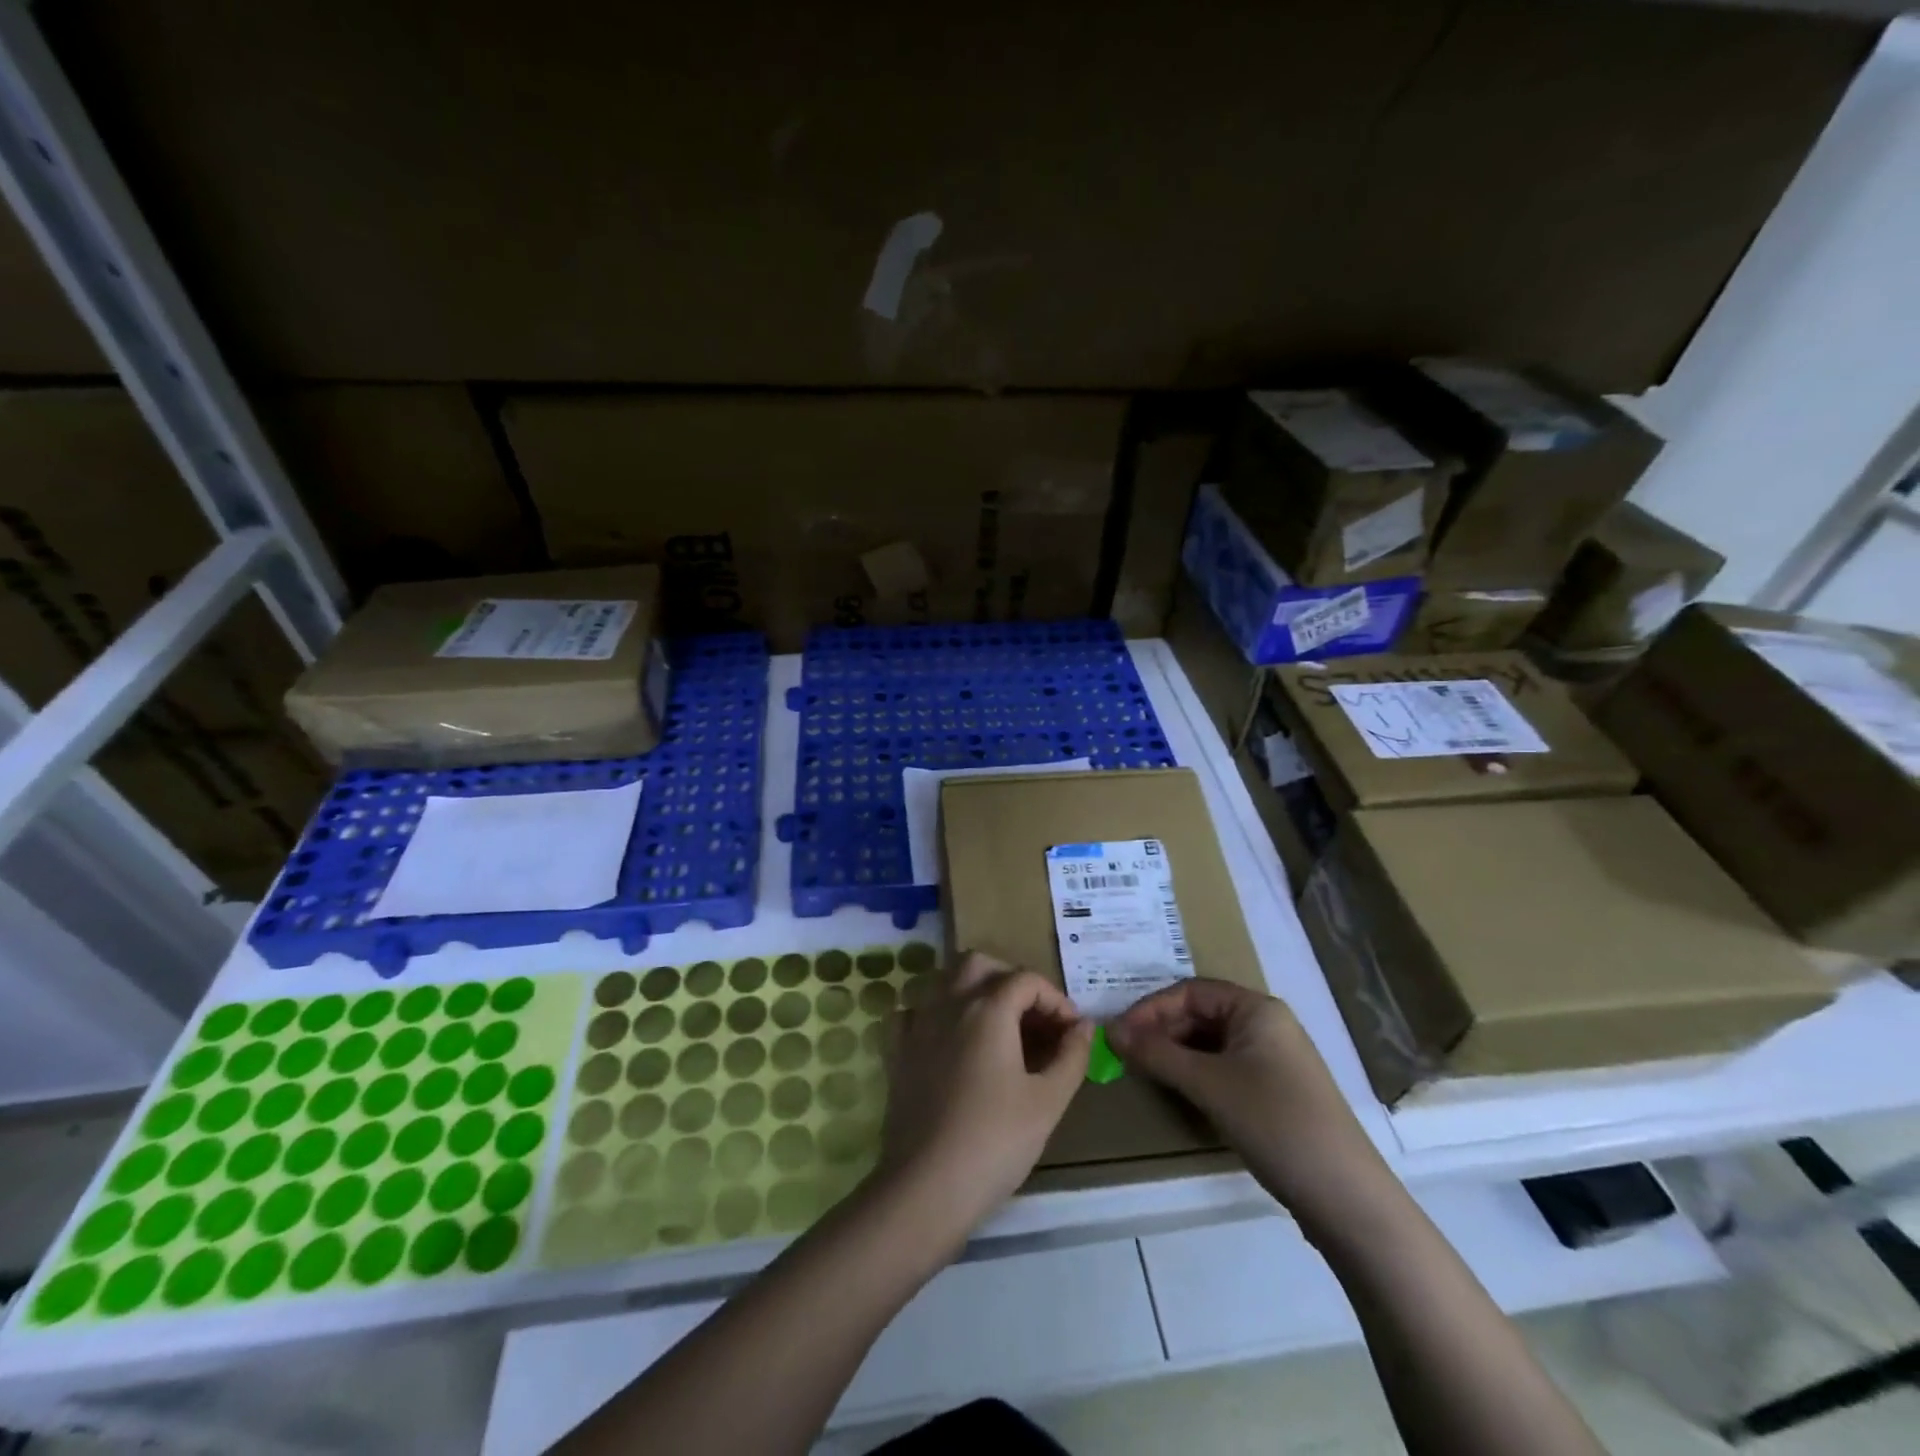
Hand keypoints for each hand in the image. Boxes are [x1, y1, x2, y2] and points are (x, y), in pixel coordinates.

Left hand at [874, 952, 1094, 1240]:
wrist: (926, 1186)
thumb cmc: (995, 1141)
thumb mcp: (1047, 1102)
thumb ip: (1071, 1056)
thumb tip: (1084, 1026)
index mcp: (988, 1008)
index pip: (1027, 980)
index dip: (1056, 1000)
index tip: (1072, 1033)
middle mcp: (949, 1003)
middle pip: (981, 964)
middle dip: (1012, 980)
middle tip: (1035, 1018)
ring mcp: (918, 1024)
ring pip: (946, 980)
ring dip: (975, 989)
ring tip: (999, 1027)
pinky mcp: (898, 1050)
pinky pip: (916, 1011)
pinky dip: (938, 1014)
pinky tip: (951, 1041)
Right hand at [1107, 980, 1386, 1232]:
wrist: (1345, 1197)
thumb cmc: (1274, 1122)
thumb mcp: (1208, 1084)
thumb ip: (1156, 1053)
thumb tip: (1110, 1031)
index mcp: (1256, 1008)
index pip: (1190, 991)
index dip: (1150, 1008)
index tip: (1119, 1034)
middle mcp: (1267, 1024)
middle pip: (1201, 1013)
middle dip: (1162, 1030)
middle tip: (1126, 1055)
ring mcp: (1274, 1059)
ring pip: (1211, 1042)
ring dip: (1176, 1053)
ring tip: (1145, 1071)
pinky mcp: (1276, 1091)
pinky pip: (1225, 1067)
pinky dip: (1197, 1073)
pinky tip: (1180, 1092)